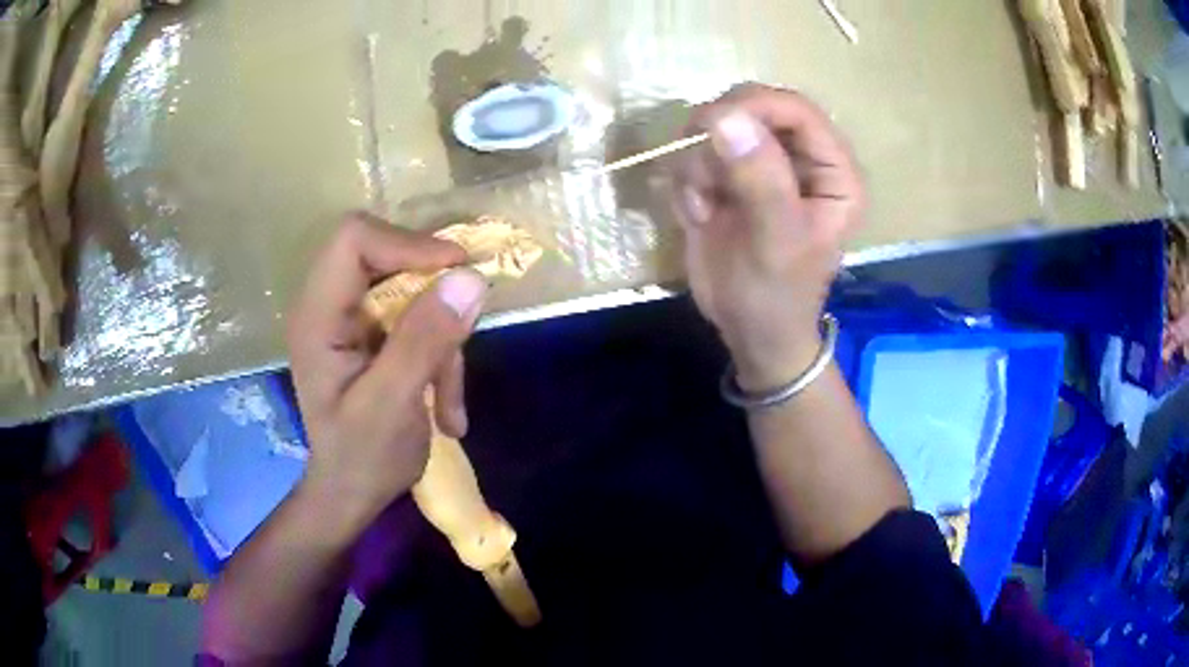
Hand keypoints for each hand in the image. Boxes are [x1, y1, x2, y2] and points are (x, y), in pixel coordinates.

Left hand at [286, 213, 487, 529]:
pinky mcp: (373, 335)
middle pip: (388, 258)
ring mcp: (351, 320)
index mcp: (317, 316)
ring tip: (447, 400)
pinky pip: (418, 319)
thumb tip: (470, 278)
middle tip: (461, 334)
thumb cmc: (362, 459)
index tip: (457, 272)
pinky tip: (445, 408)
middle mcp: (329, 306)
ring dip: (442, 340)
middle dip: (431, 299)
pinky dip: (440, 356)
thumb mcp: (393, 405)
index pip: (355, 240)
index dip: (408, 244)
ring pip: (412, 291)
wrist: (352, 495)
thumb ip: (423, 341)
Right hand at [669, 84, 864, 390]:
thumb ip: (759, 179)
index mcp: (833, 170)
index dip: (755, 106)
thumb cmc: (777, 296)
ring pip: (717, 126)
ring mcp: (763, 163)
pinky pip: (696, 152)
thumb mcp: (776, 241)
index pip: (796, 109)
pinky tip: (697, 214)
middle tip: (701, 174)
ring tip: (703, 207)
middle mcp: (800, 158)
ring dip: (698, 163)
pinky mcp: (730, 176)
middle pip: (753, 106)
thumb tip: (725, 118)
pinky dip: (686, 179)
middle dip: (718, 135)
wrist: (748, 331)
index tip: (710, 124)